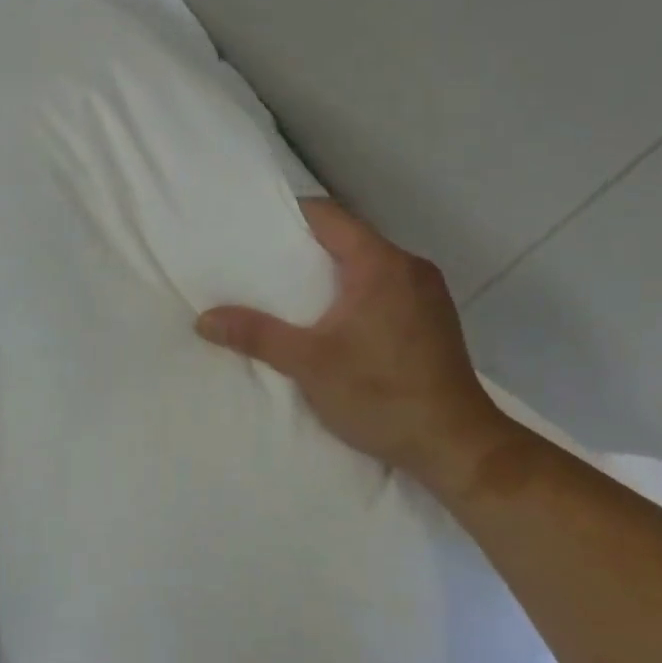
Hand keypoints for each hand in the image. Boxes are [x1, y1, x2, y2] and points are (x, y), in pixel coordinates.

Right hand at [196, 200, 512, 489]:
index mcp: (380, 264)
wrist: (456, 446)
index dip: (288, 216)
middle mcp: (409, 267)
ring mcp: (427, 292)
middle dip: (303, 247)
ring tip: (288, 292)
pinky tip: (331, 318)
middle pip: (347, 237)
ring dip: (330, 271)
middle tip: (259, 263)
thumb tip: (204, 319)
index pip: (328, 216)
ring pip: (366, 263)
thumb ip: (256, 335)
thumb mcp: (308, 364)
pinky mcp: (433, 318)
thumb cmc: (381, 395)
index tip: (252, 229)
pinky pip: (383, 285)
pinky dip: (353, 290)